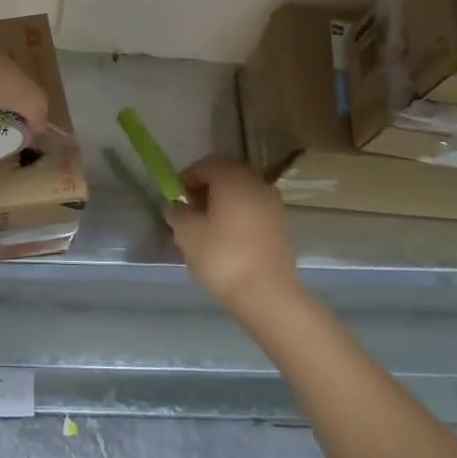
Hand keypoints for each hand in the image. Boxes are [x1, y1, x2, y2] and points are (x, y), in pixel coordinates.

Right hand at [166, 156, 303, 309]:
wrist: (266, 293)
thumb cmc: (221, 256)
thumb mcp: (186, 233)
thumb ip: (178, 213)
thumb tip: (178, 206)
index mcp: (233, 179)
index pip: (208, 163)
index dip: (188, 176)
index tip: (176, 195)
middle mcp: (257, 184)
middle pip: (228, 174)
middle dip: (206, 186)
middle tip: (190, 208)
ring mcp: (273, 205)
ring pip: (242, 191)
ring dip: (222, 200)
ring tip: (206, 224)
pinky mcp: (280, 225)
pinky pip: (253, 208)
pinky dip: (237, 214)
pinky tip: (225, 236)